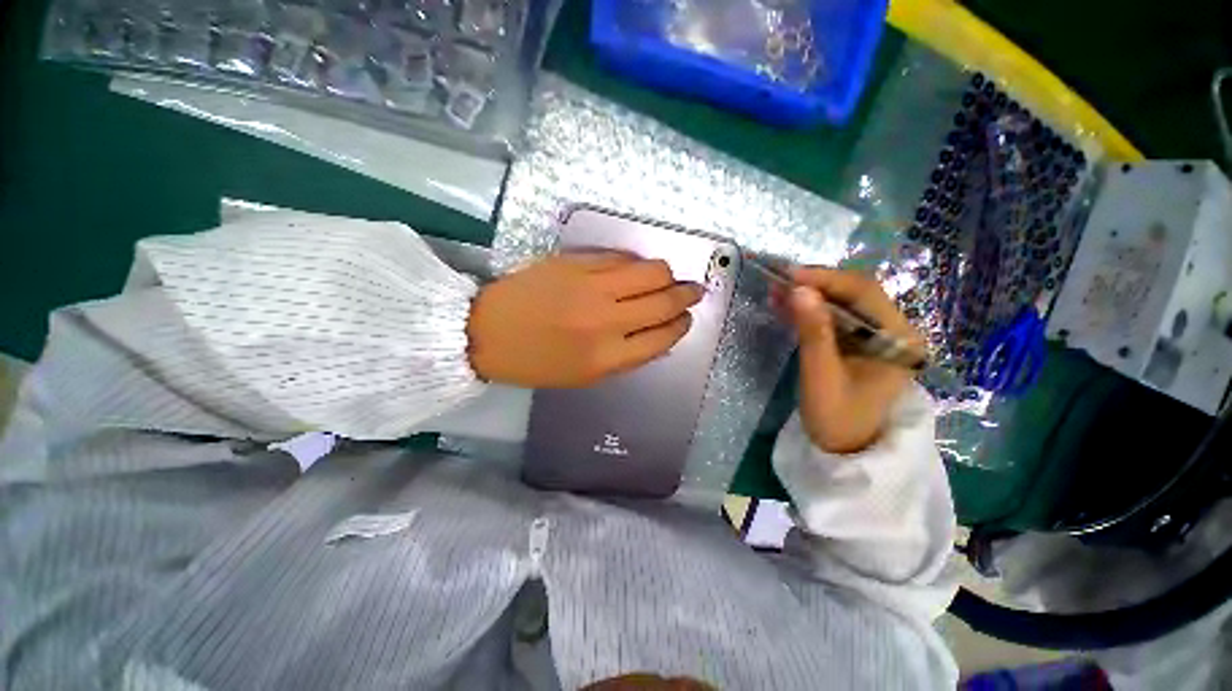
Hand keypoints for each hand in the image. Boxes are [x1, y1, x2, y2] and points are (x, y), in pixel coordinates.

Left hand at [467, 254, 702, 387]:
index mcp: (608, 358)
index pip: (663, 337)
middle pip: (664, 301)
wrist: (488, 332)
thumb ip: (626, 356)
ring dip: (667, 274)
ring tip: (666, 277)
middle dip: (687, 295)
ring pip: (651, 271)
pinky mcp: (577, 263)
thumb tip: (657, 333)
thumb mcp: (585, 375)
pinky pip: (621, 257)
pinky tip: (634, 269)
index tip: (686, 318)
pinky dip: (635, 263)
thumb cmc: (537, 362)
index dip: (681, 325)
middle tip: (693, 291)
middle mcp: (606, 321)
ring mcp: (592, 288)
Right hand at [777, 267, 922, 454]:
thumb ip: (813, 332)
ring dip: (809, 295)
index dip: (826, 279)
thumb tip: (798, 290)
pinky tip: (785, 306)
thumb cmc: (838, 418)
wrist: (844, 449)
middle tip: (779, 280)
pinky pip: (833, 318)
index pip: (864, 292)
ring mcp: (874, 337)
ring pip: (841, 303)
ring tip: (776, 290)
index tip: (790, 275)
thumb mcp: (822, 375)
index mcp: (898, 338)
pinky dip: (809, 311)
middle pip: (854, 293)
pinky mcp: (856, 344)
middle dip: (816, 284)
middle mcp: (892, 330)